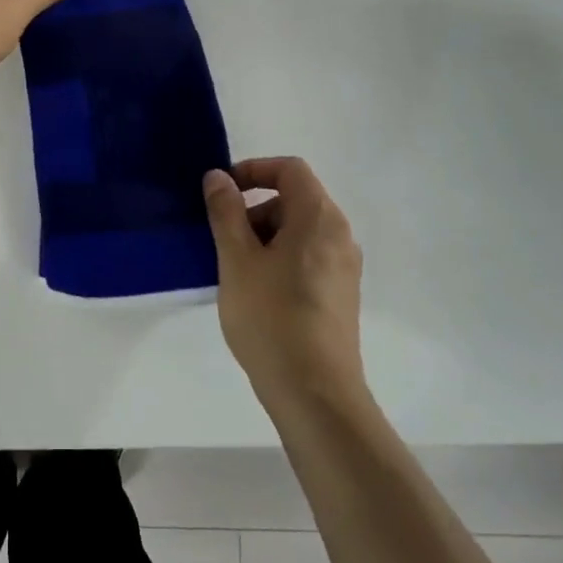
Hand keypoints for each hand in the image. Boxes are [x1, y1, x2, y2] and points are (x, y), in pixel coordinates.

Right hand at [204, 158, 367, 410]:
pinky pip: (307, 258)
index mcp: (319, 218)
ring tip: (235, 271)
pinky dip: (279, 259)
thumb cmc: (271, 317)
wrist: (315, 393)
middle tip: (224, 240)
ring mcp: (344, 268)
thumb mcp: (237, 259)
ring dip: (264, 237)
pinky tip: (256, 293)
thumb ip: (226, 212)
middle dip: (255, 209)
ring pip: (299, 232)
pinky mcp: (341, 295)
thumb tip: (218, 177)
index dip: (254, 170)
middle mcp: (340, 236)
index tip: (222, 192)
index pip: (290, 169)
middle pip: (295, 199)